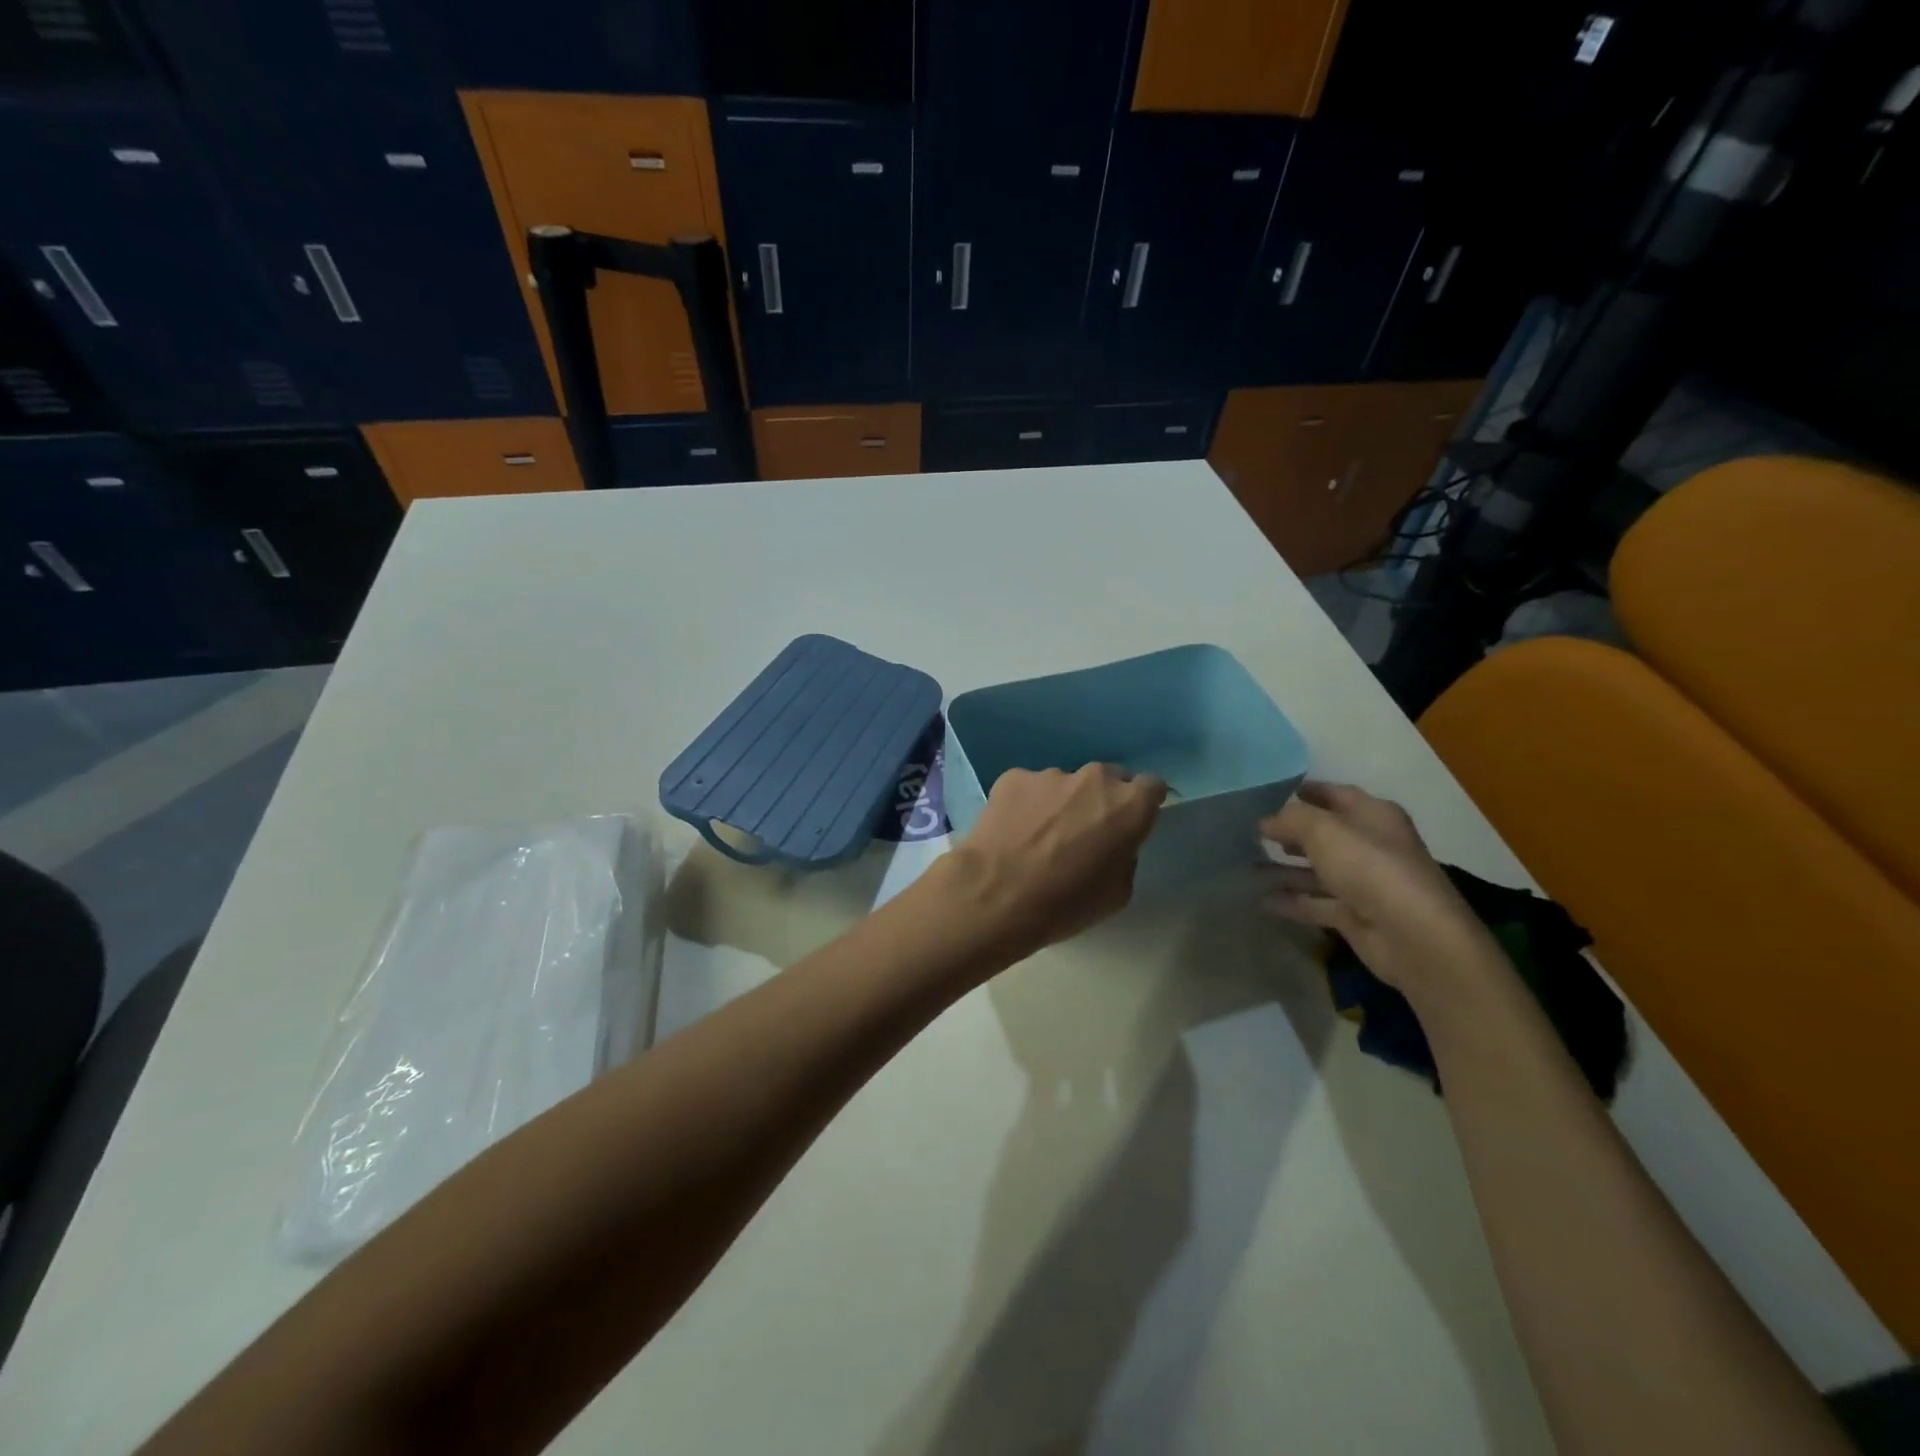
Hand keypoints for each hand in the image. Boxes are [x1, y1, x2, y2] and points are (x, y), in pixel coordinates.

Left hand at [944, 764, 1165, 959]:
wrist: (995, 895)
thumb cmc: (1065, 903)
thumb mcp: (1117, 893)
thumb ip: (1125, 855)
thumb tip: (1114, 843)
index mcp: (1128, 806)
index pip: (1151, 787)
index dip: (1143, 804)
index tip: (1131, 822)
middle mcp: (1093, 779)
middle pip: (1107, 780)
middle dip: (1101, 800)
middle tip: (1083, 832)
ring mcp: (1050, 775)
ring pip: (1065, 784)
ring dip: (1061, 803)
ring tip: (1039, 837)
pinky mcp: (1013, 777)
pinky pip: (1029, 788)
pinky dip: (1026, 804)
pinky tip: (1012, 832)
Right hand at [1260, 782, 1500, 1000]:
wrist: (1414, 936)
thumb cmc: (1370, 868)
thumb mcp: (1324, 830)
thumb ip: (1291, 819)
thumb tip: (1266, 821)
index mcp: (1374, 815)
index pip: (1335, 795)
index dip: (1305, 792)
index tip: (1269, 794)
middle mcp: (1371, 845)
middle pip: (1325, 834)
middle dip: (1291, 832)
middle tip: (1253, 832)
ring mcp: (1364, 883)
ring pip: (1318, 871)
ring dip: (1285, 869)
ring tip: (1246, 865)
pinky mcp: (1356, 915)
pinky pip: (1316, 903)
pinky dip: (1292, 901)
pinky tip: (1261, 900)